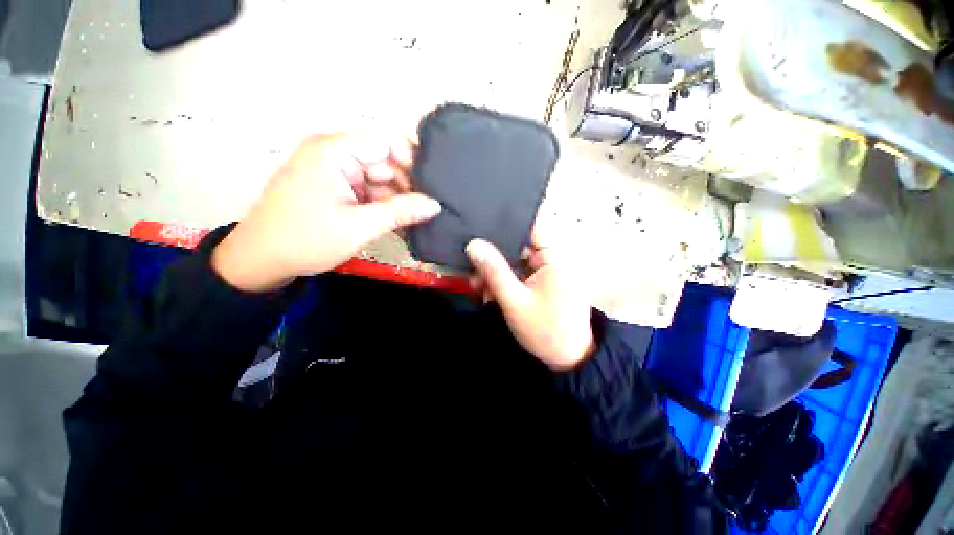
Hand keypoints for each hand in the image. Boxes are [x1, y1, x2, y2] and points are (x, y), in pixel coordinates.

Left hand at [212, 134, 440, 291]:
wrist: (262, 261)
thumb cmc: (307, 239)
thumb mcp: (359, 226)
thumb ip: (401, 212)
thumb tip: (436, 205)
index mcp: (334, 151)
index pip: (386, 141)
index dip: (413, 160)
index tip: (433, 185)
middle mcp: (335, 154)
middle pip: (384, 161)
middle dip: (407, 185)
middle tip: (429, 209)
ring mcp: (335, 172)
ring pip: (380, 179)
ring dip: (398, 199)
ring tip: (419, 219)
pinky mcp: (337, 189)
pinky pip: (369, 191)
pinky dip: (384, 206)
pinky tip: (401, 222)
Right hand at [466, 220, 595, 371]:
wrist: (568, 360)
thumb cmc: (545, 330)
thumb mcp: (514, 301)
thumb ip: (494, 271)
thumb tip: (473, 244)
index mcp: (553, 256)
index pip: (529, 226)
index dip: (505, 222)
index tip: (480, 223)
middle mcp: (551, 258)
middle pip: (517, 245)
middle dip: (494, 257)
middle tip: (472, 269)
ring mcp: (546, 271)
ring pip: (514, 261)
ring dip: (496, 272)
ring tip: (477, 286)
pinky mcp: (541, 282)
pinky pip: (518, 274)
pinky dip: (504, 281)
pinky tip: (489, 293)